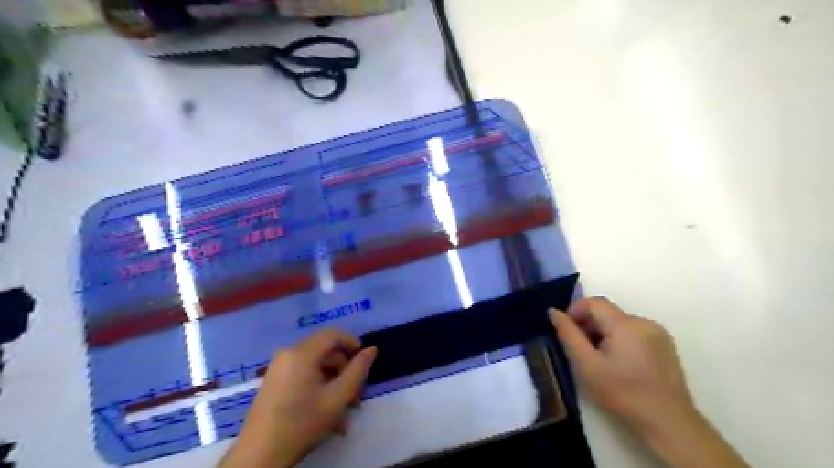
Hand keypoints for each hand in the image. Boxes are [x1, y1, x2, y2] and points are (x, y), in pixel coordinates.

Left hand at [222, 330, 378, 467]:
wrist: (259, 456)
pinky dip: (319, 388)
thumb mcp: (337, 397)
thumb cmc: (302, 423)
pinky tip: (327, 413)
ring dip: (334, 384)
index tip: (365, 359)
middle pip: (325, 352)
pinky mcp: (274, 382)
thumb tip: (372, 349)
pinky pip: (303, 375)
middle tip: (357, 394)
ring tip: (345, 411)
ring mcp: (278, 368)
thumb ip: (358, 370)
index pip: (332, 334)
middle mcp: (288, 354)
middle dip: (345, 371)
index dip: (352, 342)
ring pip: (316, 366)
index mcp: (301, 353)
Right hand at [553, 298, 694, 437]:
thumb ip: (568, 334)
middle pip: (607, 312)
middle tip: (581, 349)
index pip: (594, 302)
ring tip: (599, 359)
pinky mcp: (665, 345)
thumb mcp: (586, 365)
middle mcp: (644, 322)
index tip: (567, 332)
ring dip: (604, 333)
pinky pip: (634, 331)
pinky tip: (619, 363)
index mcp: (625, 324)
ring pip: (620, 322)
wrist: (668, 422)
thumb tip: (553, 311)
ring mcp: (658, 333)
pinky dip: (620, 339)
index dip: (575, 311)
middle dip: (589, 325)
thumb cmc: (622, 393)